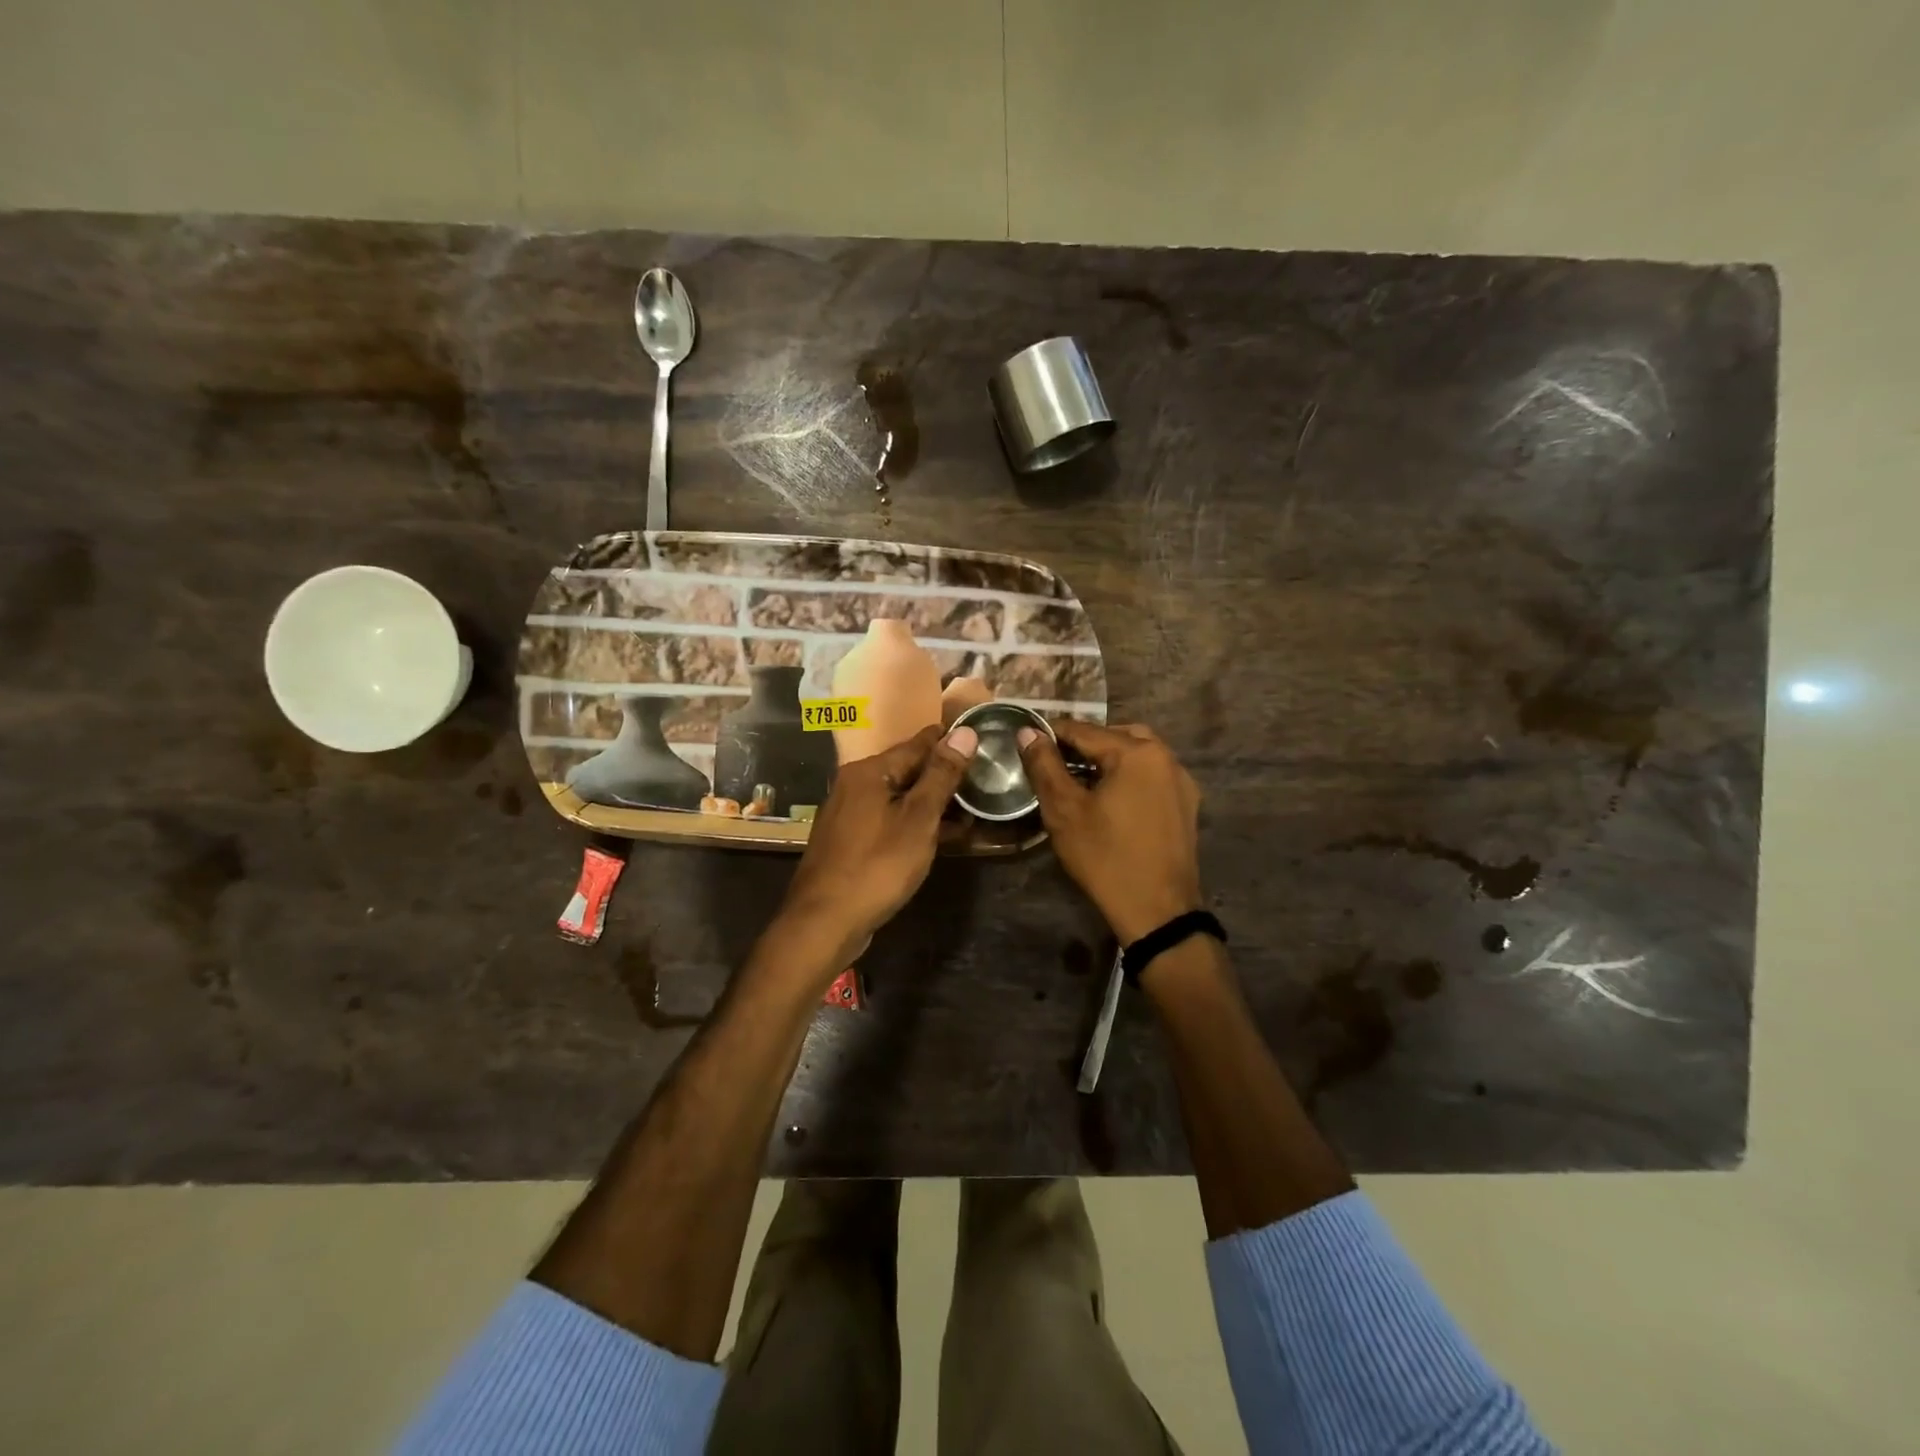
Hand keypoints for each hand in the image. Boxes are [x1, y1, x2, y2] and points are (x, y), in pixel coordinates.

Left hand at [779, 724, 978, 964]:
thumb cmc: (878, 866)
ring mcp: (848, 814)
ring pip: (899, 797)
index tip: (983, 742)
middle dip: (943, 775)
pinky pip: (888, 820)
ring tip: (971, 810)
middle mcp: (854, 784)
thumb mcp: (919, 819)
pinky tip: (939, 836)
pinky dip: (913, 823)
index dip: (952, 743)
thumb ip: (942, 775)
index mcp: (868, 771)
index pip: (919, 743)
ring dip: (932, 803)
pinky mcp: (849, 841)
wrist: (825, 922)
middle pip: (907, 769)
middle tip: (984, 780)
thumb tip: (965, 732)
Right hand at [1019, 720, 1202, 943]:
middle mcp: (1165, 757)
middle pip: (1115, 736)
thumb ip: (1045, 766)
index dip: (1052, 733)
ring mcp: (1181, 781)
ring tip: (1079, 779)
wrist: (1158, 911)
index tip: (1027, 740)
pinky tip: (1109, 799)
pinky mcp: (1186, 805)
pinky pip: (1151, 776)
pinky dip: (1128, 777)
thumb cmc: (1106, 857)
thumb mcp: (1065, 811)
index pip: (1084, 730)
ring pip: (1137, 754)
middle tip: (1053, 762)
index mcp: (1137, 752)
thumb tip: (1028, 732)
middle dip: (1083, 744)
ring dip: (1107, 759)